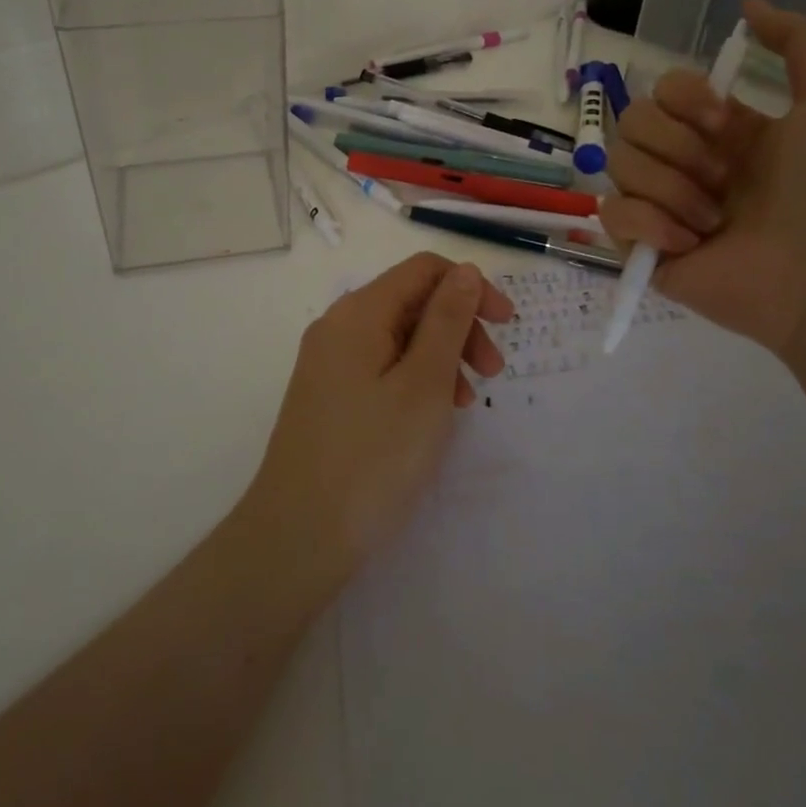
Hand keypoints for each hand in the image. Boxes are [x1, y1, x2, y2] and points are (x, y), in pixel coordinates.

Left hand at [244, 253, 513, 578]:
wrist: (298, 537)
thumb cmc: (372, 456)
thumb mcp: (424, 384)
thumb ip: (448, 320)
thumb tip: (466, 271)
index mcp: (359, 312)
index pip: (423, 269)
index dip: (470, 287)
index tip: (506, 325)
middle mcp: (338, 326)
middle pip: (412, 301)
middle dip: (459, 326)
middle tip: (492, 374)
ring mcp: (329, 362)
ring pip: (399, 336)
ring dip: (441, 356)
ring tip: (464, 403)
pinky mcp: (328, 395)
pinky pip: (381, 366)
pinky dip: (415, 378)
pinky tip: (430, 415)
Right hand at [600, 0, 805, 369]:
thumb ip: (802, 41)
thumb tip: (750, 6)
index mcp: (721, 130)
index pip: (663, 89)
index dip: (683, 98)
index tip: (724, 121)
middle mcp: (687, 163)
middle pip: (631, 121)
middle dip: (677, 146)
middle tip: (723, 178)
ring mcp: (663, 207)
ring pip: (619, 166)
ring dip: (671, 189)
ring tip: (714, 221)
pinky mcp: (644, 249)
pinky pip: (611, 216)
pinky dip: (648, 225)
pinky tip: (689, 244)